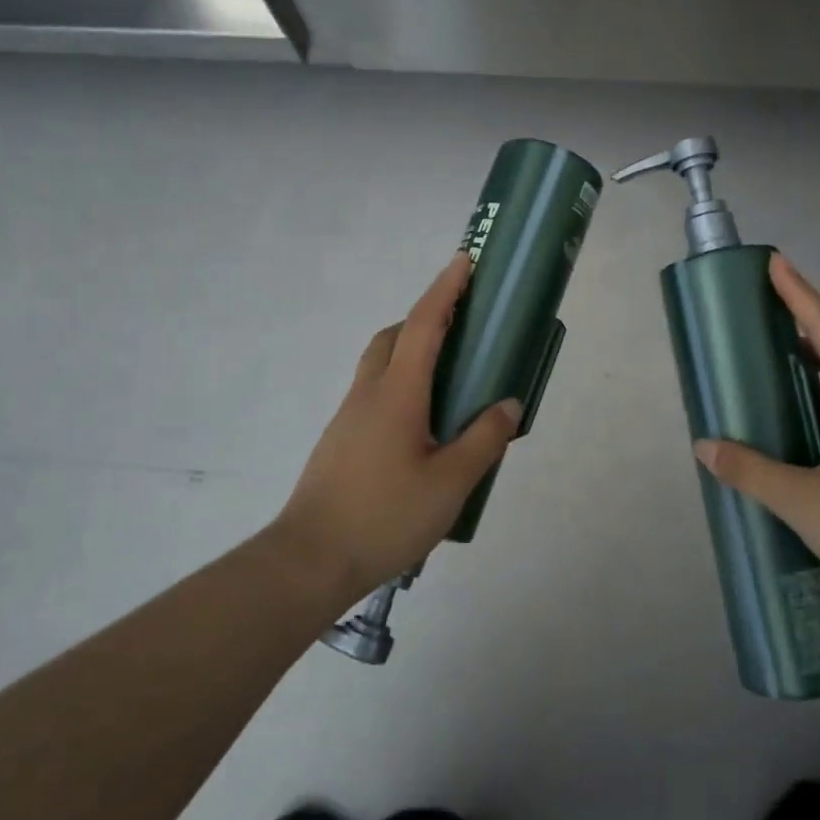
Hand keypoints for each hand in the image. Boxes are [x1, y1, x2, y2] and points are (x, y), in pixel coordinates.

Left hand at [275, 254, 520, 602]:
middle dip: (427, 318)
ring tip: (449, 381)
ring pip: (381, 364)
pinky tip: (422, 426)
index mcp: (398, 393)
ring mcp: (349, 416)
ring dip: (411, 352)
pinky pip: (375, 393)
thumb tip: (508, 404)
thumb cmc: (385, 516)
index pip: (424, 325)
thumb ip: (483, 440)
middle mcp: (369, 393)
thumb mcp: (449, 482)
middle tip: (463, 330)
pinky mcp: (341, 440)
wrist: (310, 559)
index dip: (446, 289)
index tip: (464, 261)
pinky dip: (401, 384)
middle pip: (394, 336)